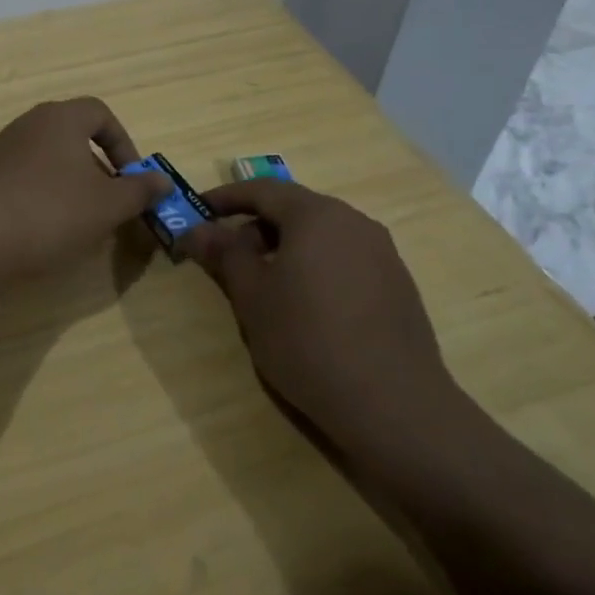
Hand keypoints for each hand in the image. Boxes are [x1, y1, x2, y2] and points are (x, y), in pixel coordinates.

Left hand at [0, 98, 169, 280]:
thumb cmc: (50, 212)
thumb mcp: (107, 205)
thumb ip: (139, 190)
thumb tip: (163, 180)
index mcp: (60, 118)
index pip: (100, 113)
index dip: (124, 144)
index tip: (132, 179)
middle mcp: (29, 125)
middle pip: (74, 138)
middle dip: (99, 170)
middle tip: (110, 205)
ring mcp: (2, 151)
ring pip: (50, 162)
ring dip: (72, 188)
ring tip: (82, 224)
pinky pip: (25, 181)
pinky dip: (43, 199)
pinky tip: (46, 233)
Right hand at [182, 178, 459, 460]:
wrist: (393, 404)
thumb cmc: (308, 340)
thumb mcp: (252, 296)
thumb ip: (224, 254)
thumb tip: (197, 229)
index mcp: (317, 216)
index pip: (263, 190)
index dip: (226, 198)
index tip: (198, 211)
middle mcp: (354, 222)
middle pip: (295, 209)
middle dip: (255, 226)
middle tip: (226, 256)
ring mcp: (382, 253)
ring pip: (321, 235)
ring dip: (285, 248)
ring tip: (263, 284)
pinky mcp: (397, 284)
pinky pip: (344, 258)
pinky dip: (315, 267)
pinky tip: (305, 306)